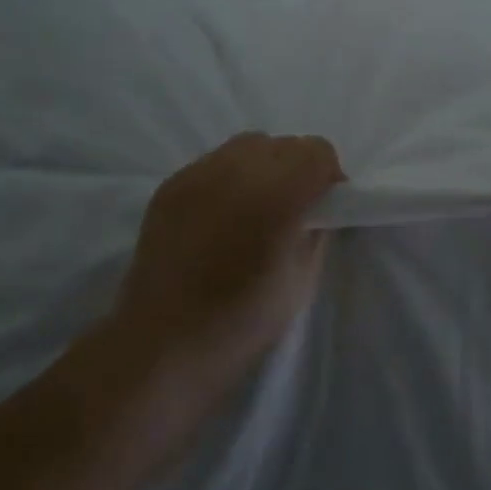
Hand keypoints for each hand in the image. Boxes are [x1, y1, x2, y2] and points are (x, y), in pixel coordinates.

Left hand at [92, 133, 343, 453]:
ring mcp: (199, 174)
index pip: (317, 152)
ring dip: (265, 166)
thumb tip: (319, 208)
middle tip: (294, 207)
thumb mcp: (302, 281)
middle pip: (285, 144)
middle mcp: (237, 172)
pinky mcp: (172, 184)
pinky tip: (224, 213)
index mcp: (277, 198)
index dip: (329, 175)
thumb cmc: (240, 322)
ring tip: (257, 204)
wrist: (161, 345)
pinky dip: (231, 176)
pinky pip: (215, 161)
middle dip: (299, 168)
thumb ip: (317, 232)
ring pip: (249, 144)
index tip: (326, 204)